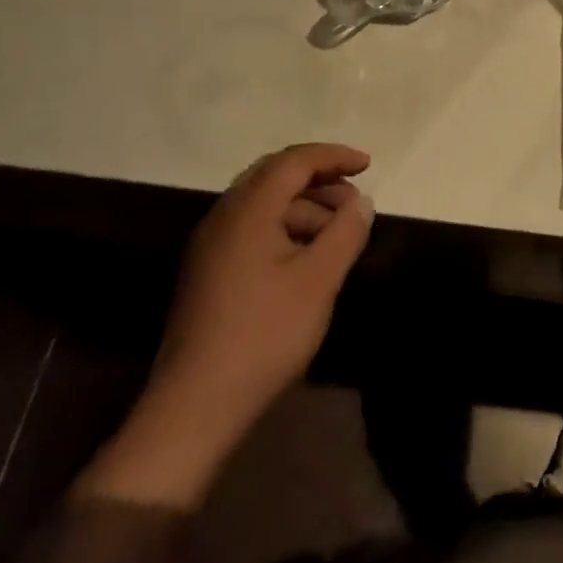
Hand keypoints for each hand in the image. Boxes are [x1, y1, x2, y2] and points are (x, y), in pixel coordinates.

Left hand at [80, 144, 373, 508]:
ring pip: (264, 205)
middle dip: (319, 179)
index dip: (333, 156)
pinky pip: (253, 229)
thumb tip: (361, 201)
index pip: (294, 161)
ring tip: (338, 232)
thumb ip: (345, 232)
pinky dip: (286, 228)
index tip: (368, 165)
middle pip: (275, 176)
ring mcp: (211, 246)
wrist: (195, 405)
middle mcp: (223, 217)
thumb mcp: (318, 281)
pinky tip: (308, 257)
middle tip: (354, 198)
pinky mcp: (208, 272)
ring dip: (305, 207)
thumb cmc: (264, 334)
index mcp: (247, 210)